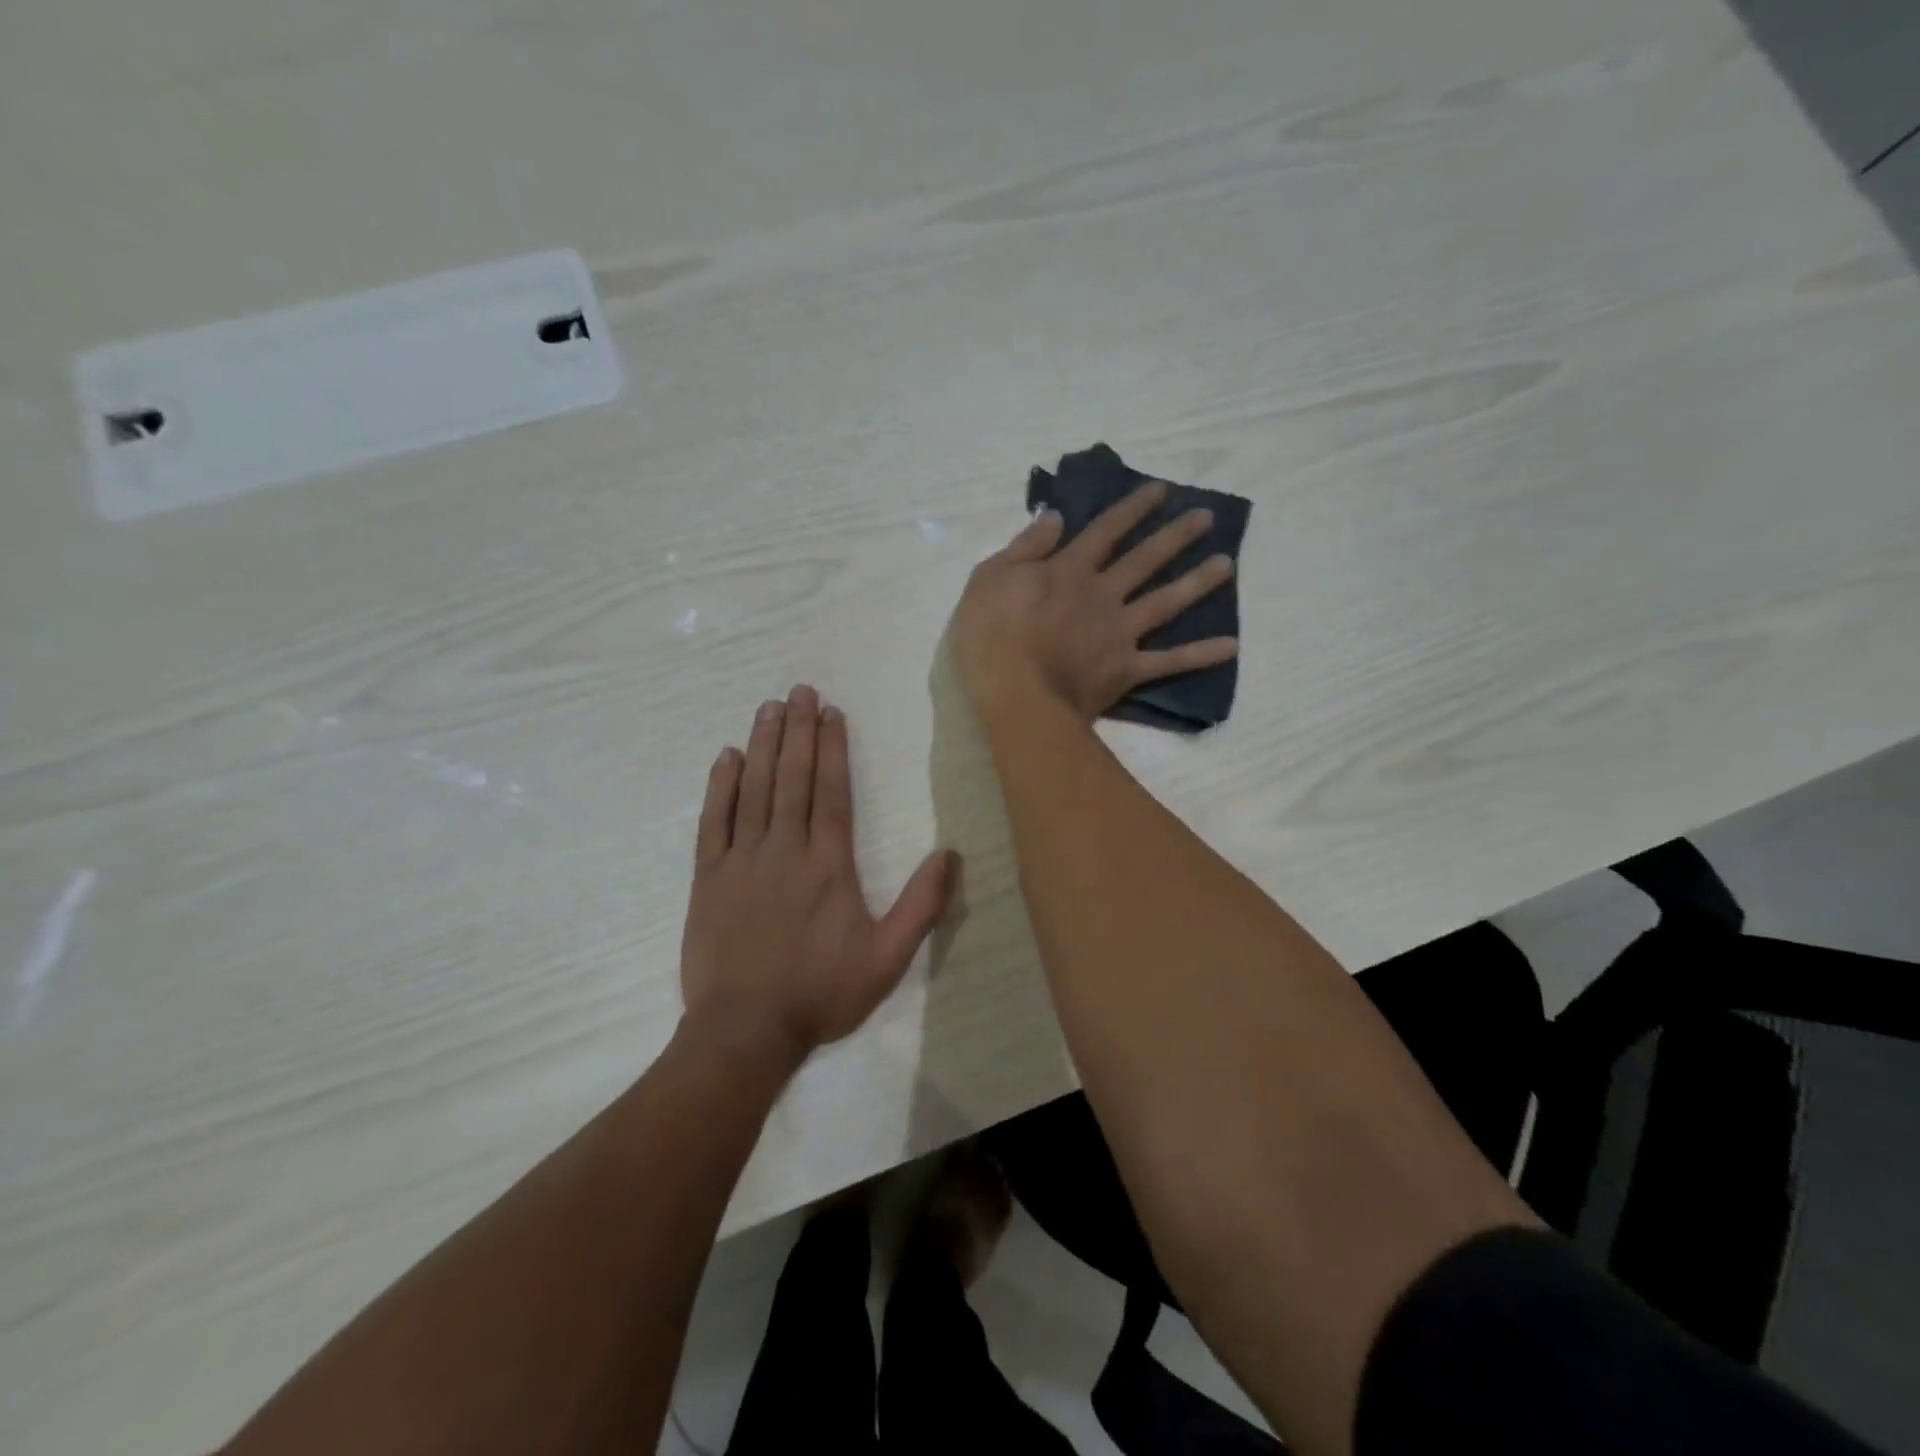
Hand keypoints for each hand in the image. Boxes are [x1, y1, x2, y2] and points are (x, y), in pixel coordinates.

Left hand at [680, 685, 954, 1063]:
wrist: (745, 1031)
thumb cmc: (821, 993)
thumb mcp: (887, 960)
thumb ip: (920, 906)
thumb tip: (949, 854)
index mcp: (829, 865)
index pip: (833, 793)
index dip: (833, 749)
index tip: (831, 713)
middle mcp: (785, 850)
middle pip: (793, 779)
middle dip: (798, 731)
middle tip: (800, 690)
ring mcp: (742, 861)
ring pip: (754, 790)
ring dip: (762, 746)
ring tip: (768, 708)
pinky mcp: (708, 878)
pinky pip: (713, 822)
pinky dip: (720, 787)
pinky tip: (726, 757)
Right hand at [952, 482, 1238, 722]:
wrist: (1016, 696)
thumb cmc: (992, 638)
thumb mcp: (989, 579)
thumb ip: (1025, 547)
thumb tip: (1056, 517)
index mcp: (1068, 571)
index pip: (1105, 530)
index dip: (1132, 509)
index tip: (1161, 490)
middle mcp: (1102, 595)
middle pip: (1144, 559)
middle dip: (1175, 536)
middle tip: (1207, 518)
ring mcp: (1119, 632)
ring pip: (1165, 601)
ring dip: (1197, 582)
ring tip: (1227, 565)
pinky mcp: (1126, 669)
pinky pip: (1169, 662)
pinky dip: (1200, 655)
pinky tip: (1231, 646)